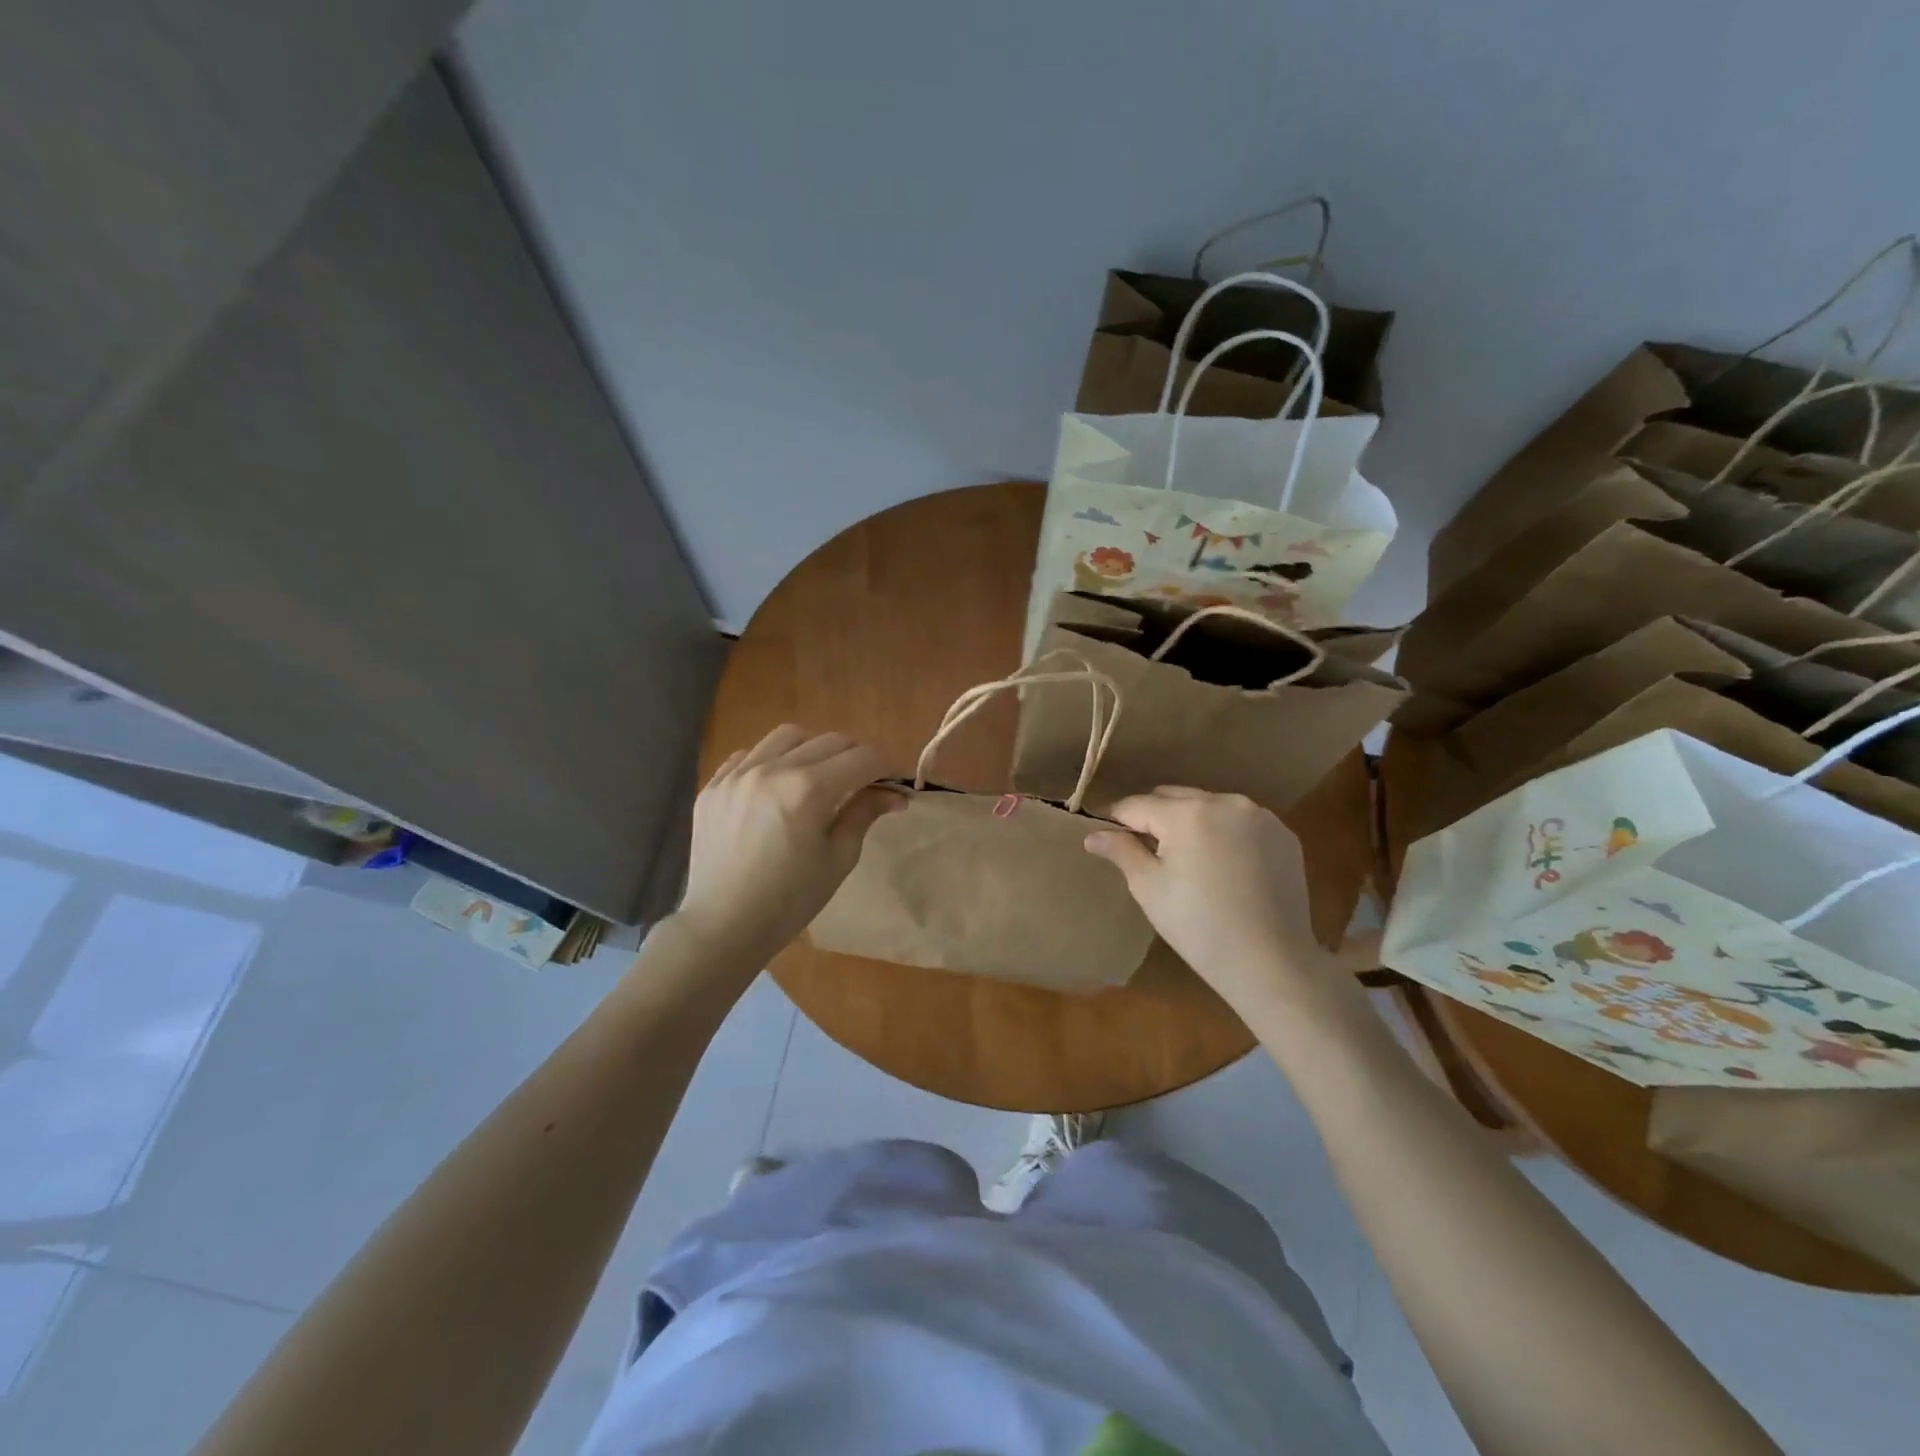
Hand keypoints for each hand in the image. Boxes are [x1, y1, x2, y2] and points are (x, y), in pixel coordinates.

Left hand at [674, 726, 903, 966]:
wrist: (723, 926)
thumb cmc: (789, 901)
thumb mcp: (838, 859)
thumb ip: (863, 814)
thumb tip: (894, 794)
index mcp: (808, 789)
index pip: (862, 758)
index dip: (886, 766)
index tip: (893, 782)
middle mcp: (773, 769)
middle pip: (830, 740)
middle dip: (855, 757)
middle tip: (863, 783)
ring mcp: (738, 774)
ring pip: (788, 736)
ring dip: (812, 749)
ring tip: (817, 778)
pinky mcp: (714, 785)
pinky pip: (749, 754)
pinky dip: (771, 761)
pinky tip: (776, 788)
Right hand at [1084, 787, 1337, 1011]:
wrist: (1272, 963)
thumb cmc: (1199, 927)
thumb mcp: (1149, 889)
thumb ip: (1121, 851)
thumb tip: (1092, 834)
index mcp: (1187, 813)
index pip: (1137, 805)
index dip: (1117, 820)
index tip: (1108, 838)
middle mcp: (1225, 802)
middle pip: (1174, 797)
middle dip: (1155, 818)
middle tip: (1148, 853)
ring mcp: (1260, 816)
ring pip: (1208, 806)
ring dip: (1191, 822)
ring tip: (1189, 860)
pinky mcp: (1284, 835)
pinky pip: (1240, 822)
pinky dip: (1225, 834)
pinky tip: (1225, 867)